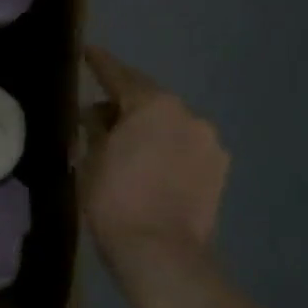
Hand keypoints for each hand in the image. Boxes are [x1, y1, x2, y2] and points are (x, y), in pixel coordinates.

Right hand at [78, 46, 229, 279]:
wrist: (162, 255)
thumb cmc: (116, 200)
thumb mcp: (91, 157)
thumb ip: (96, 127)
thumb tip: (98, 114)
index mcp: (152, 104)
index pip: (119, 75)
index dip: (100, 63)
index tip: (88, 52)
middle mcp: (187, 114)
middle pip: (149, 99)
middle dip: (126, 103)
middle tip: (101, 112)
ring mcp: (209, 143)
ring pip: (171, 124)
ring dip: (150, 129)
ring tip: (129, 145)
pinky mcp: (219, 171)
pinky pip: (186, 147)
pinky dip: (169, 149)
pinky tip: (153, 165)